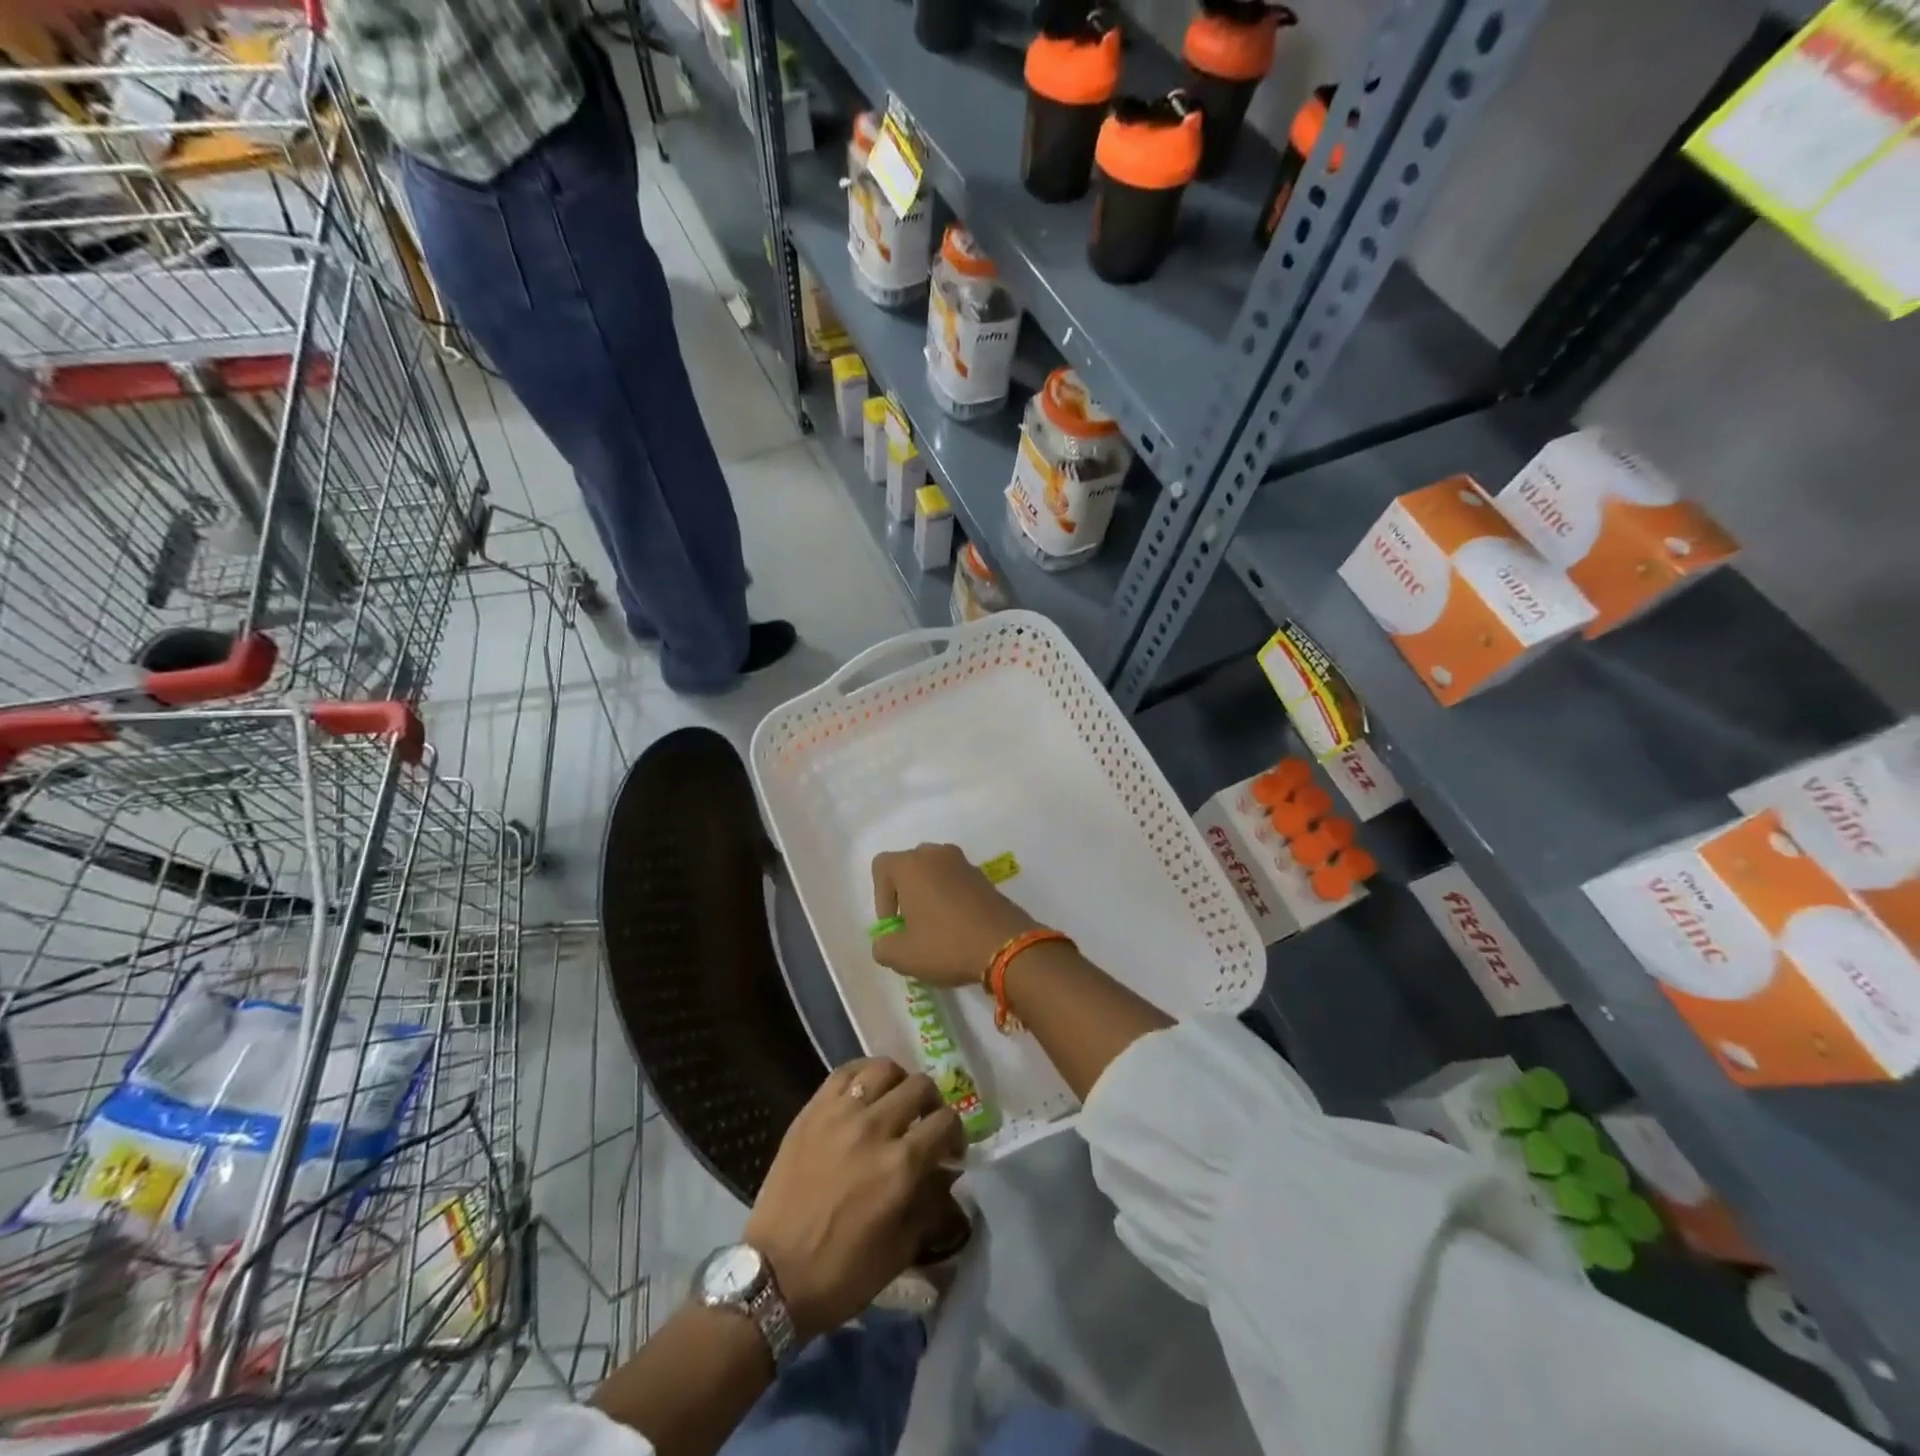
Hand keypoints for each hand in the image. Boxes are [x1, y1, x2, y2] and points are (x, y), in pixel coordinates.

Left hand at [742, 1058, 963, 1342]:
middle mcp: (875, 1128)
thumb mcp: (901, 1251)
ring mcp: (840, 1114)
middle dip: (932, 1104)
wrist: (773, 1276)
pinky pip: (845, 1071)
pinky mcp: (813, 1110)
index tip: (950, 1151)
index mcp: (901, 1166)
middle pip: (920, 1086)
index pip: (945, 1122)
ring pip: (885, 1068)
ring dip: (900, 1083)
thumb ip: (930, 1203)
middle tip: (925, 1124)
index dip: (956, 1134)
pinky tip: (866, 1091)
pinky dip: (864, 1074)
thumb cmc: (841, 1273)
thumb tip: (945, 1172)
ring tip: (895, 1102)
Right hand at [870, 843, 1037, 989]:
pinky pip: (956, 881)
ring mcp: (964, 863)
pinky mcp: (984, 877)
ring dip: (929, 896)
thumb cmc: (946, 944)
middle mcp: (936, 854)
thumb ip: (882, 945)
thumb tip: (887, 940)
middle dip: (905, 894)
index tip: (894, 925)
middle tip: (912, 927)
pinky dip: (951, 898)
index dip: (880, 898)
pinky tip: (958, 927)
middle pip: (909, 867)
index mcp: (912, 864)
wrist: (1007, 946)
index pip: (881, 866)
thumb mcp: (902, 955)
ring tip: (935, 929)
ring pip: (934, 873)